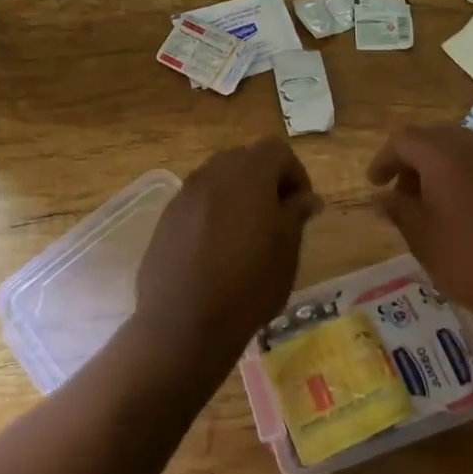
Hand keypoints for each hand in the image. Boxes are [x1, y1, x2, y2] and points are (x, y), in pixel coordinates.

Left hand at [133, 139, 321, 365]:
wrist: (183, 323)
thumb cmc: (248, 284)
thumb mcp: (287, 250)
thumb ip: (296, 214)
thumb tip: (306, 197)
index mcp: (248, 173)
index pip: (277, 151)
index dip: (295, 174)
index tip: (301, 208)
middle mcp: (213, 173)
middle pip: (245, 159)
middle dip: (266, 181)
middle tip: (277, 218)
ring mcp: (185, 194)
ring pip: (219, 179)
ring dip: (238, 196)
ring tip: (247, 235)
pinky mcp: (166, 218)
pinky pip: (198, 202)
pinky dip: (213, 213)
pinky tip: (217, 249)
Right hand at [368, 126, 472, 313]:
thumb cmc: (470, 261)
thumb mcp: (423, 239)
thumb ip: (398, 209)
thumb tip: (385, 196)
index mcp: (446, 156)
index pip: (404, 140)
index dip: (384, 159)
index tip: (375, 184)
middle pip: (435, 138)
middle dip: (413, 160)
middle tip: (403, 191)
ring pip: (464, 147)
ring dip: (441, 166)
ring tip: (434, 200)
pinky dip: (468, 174)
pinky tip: (467, 205)